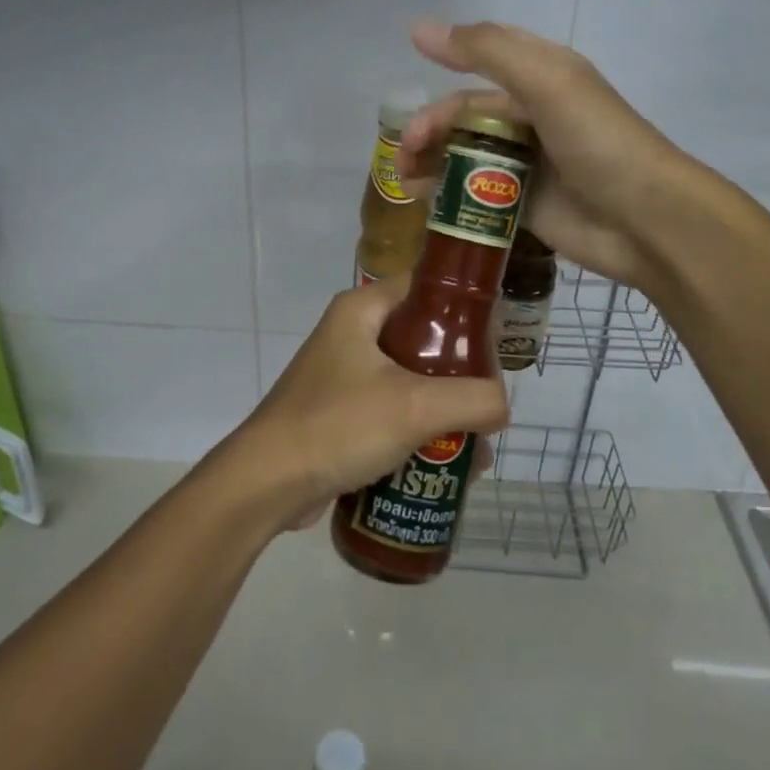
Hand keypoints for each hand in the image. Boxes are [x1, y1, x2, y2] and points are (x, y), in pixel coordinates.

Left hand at [222, 277, 508, 531]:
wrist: (268, 483)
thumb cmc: (339, 425)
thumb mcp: (415, 406)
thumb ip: (472, 399)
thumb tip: (501, 405)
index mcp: (362, 310)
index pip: (425, 287)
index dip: (465, 308)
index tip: (497, 341)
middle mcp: (352, 333)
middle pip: (423, 338)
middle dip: (460, 373)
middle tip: (489, 403)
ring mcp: (343, 374)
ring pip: (410, 379)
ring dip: (443, 409)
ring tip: (475, 447)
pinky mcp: (340, 412)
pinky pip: (391, 410)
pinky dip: (418, 430)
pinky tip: (443, 464)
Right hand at [400, 20, 693, 292]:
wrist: (646, 220)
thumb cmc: (598, 142)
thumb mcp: (546, 82)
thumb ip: (486, 51)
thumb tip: (419, 28)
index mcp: (542, 77)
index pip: (485, 57)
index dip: (447, 60)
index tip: (411, 70)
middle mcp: (532, 116)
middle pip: (466, 114)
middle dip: (431, 127)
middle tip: (406, 154)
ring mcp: (526, 163)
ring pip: (465, 155)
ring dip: (431, 162)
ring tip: (406, 181)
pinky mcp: (522, 205)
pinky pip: (474, 195)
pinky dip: (446, 196)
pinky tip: (424, 203)